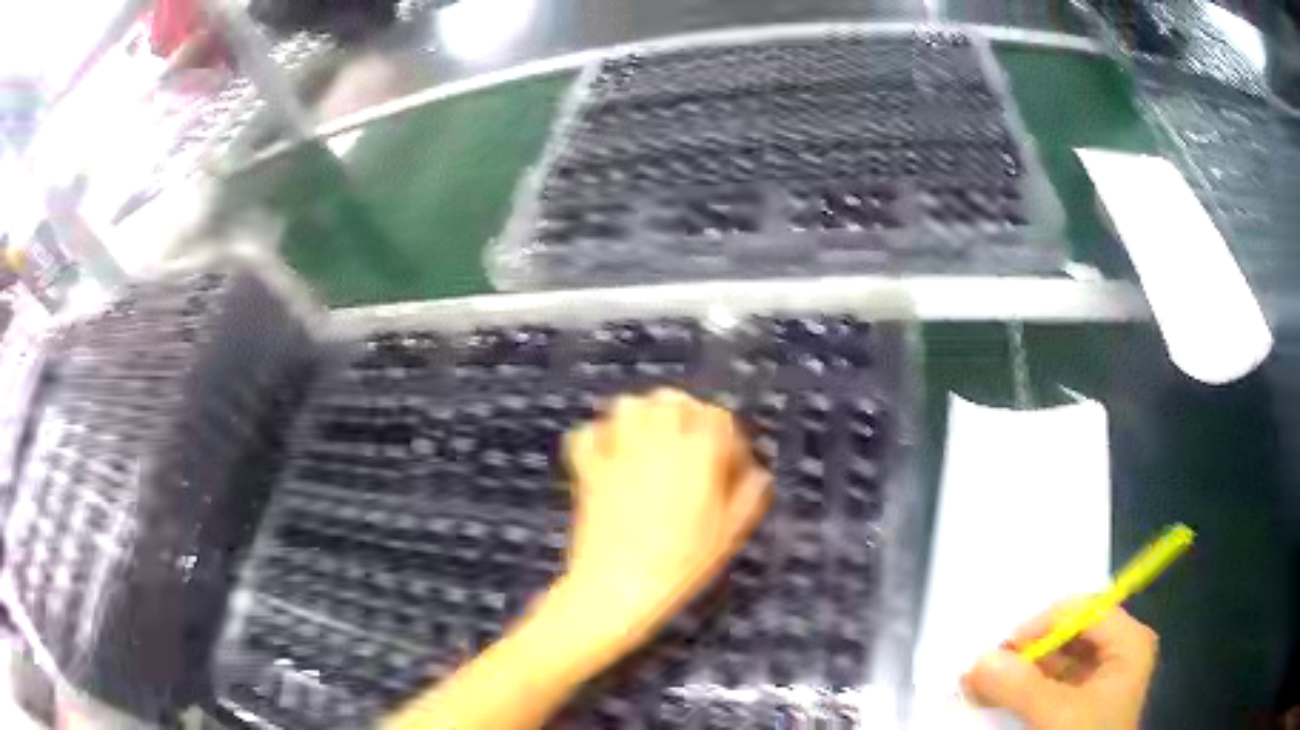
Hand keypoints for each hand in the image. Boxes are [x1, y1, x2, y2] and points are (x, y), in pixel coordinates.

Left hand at [558, 388, 771, 652]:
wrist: (620, 586)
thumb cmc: (683, 564)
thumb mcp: (730, 534)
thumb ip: (749, 496)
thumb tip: (758, 473)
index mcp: (698, 454)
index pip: (717, 417)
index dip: (727, 436)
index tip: (729, 462)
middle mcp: (658, 442)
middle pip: (670, 400)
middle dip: (684, 413)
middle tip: (690, 442)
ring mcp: (618, 452)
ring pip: (628, 406)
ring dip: (641, 416)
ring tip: (650, 440)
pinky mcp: (588, 469)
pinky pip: (587, 434)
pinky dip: (598, 437)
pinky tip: (609, 455)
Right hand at [962, 600, 1157, 729]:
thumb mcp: (1058, 715)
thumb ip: (1022, 686)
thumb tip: (977, 660)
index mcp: (1128, 641)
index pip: (1085, 611)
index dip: (1044, 624)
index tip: (1003, 648)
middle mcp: (1117, 651)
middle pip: (1068, 636)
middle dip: (1026, 651)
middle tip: (985, 667)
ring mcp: (1099, 678)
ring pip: (1055, 662)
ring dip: (1018, 672)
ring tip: (980, 684)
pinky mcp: (1080, 702)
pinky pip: (1049, 685)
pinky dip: (1021, 690)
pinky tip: (994, 697)